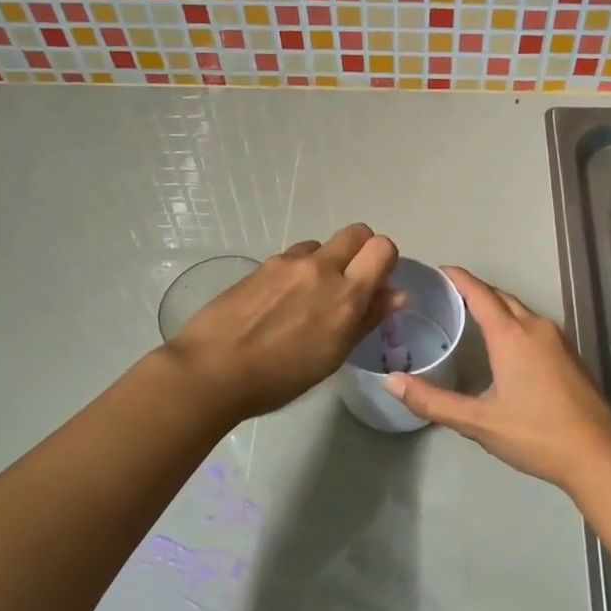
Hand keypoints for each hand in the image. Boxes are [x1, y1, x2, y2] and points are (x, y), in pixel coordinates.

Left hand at [165, 223, 401, 422]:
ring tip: (308, 297)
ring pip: (322, 245)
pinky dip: (298, 270)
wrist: (212, 370)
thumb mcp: (333, 355)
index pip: (383, 248)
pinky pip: (294, 256)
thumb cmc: (279, 377)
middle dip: (361, 251)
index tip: (376, 284)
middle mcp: (321, 268)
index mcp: (346, 294)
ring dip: (326, 261)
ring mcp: (289, 262)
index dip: (385, 262)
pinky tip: (280, 301)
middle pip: (357, 232)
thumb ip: (367, 319)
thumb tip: (397, 294)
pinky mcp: (263, 265)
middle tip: (349, 283)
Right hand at [383, 267, 610, 490]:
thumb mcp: (478, 422)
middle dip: (475, 290)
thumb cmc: (535, 434)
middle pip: (501, 297)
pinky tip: (504, 343)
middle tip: (446, 295)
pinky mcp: (570, 354)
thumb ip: (433, 401)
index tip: (438, 271)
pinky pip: (534, 325)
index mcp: (511, 335)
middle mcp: (535, 327)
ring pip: (520, 310)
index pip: (479, 293)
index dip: (458, 278)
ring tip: (470, 315)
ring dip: (496, 306)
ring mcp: (558, 339)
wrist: (597, 453)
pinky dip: (513, 322)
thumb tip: (391, 381)